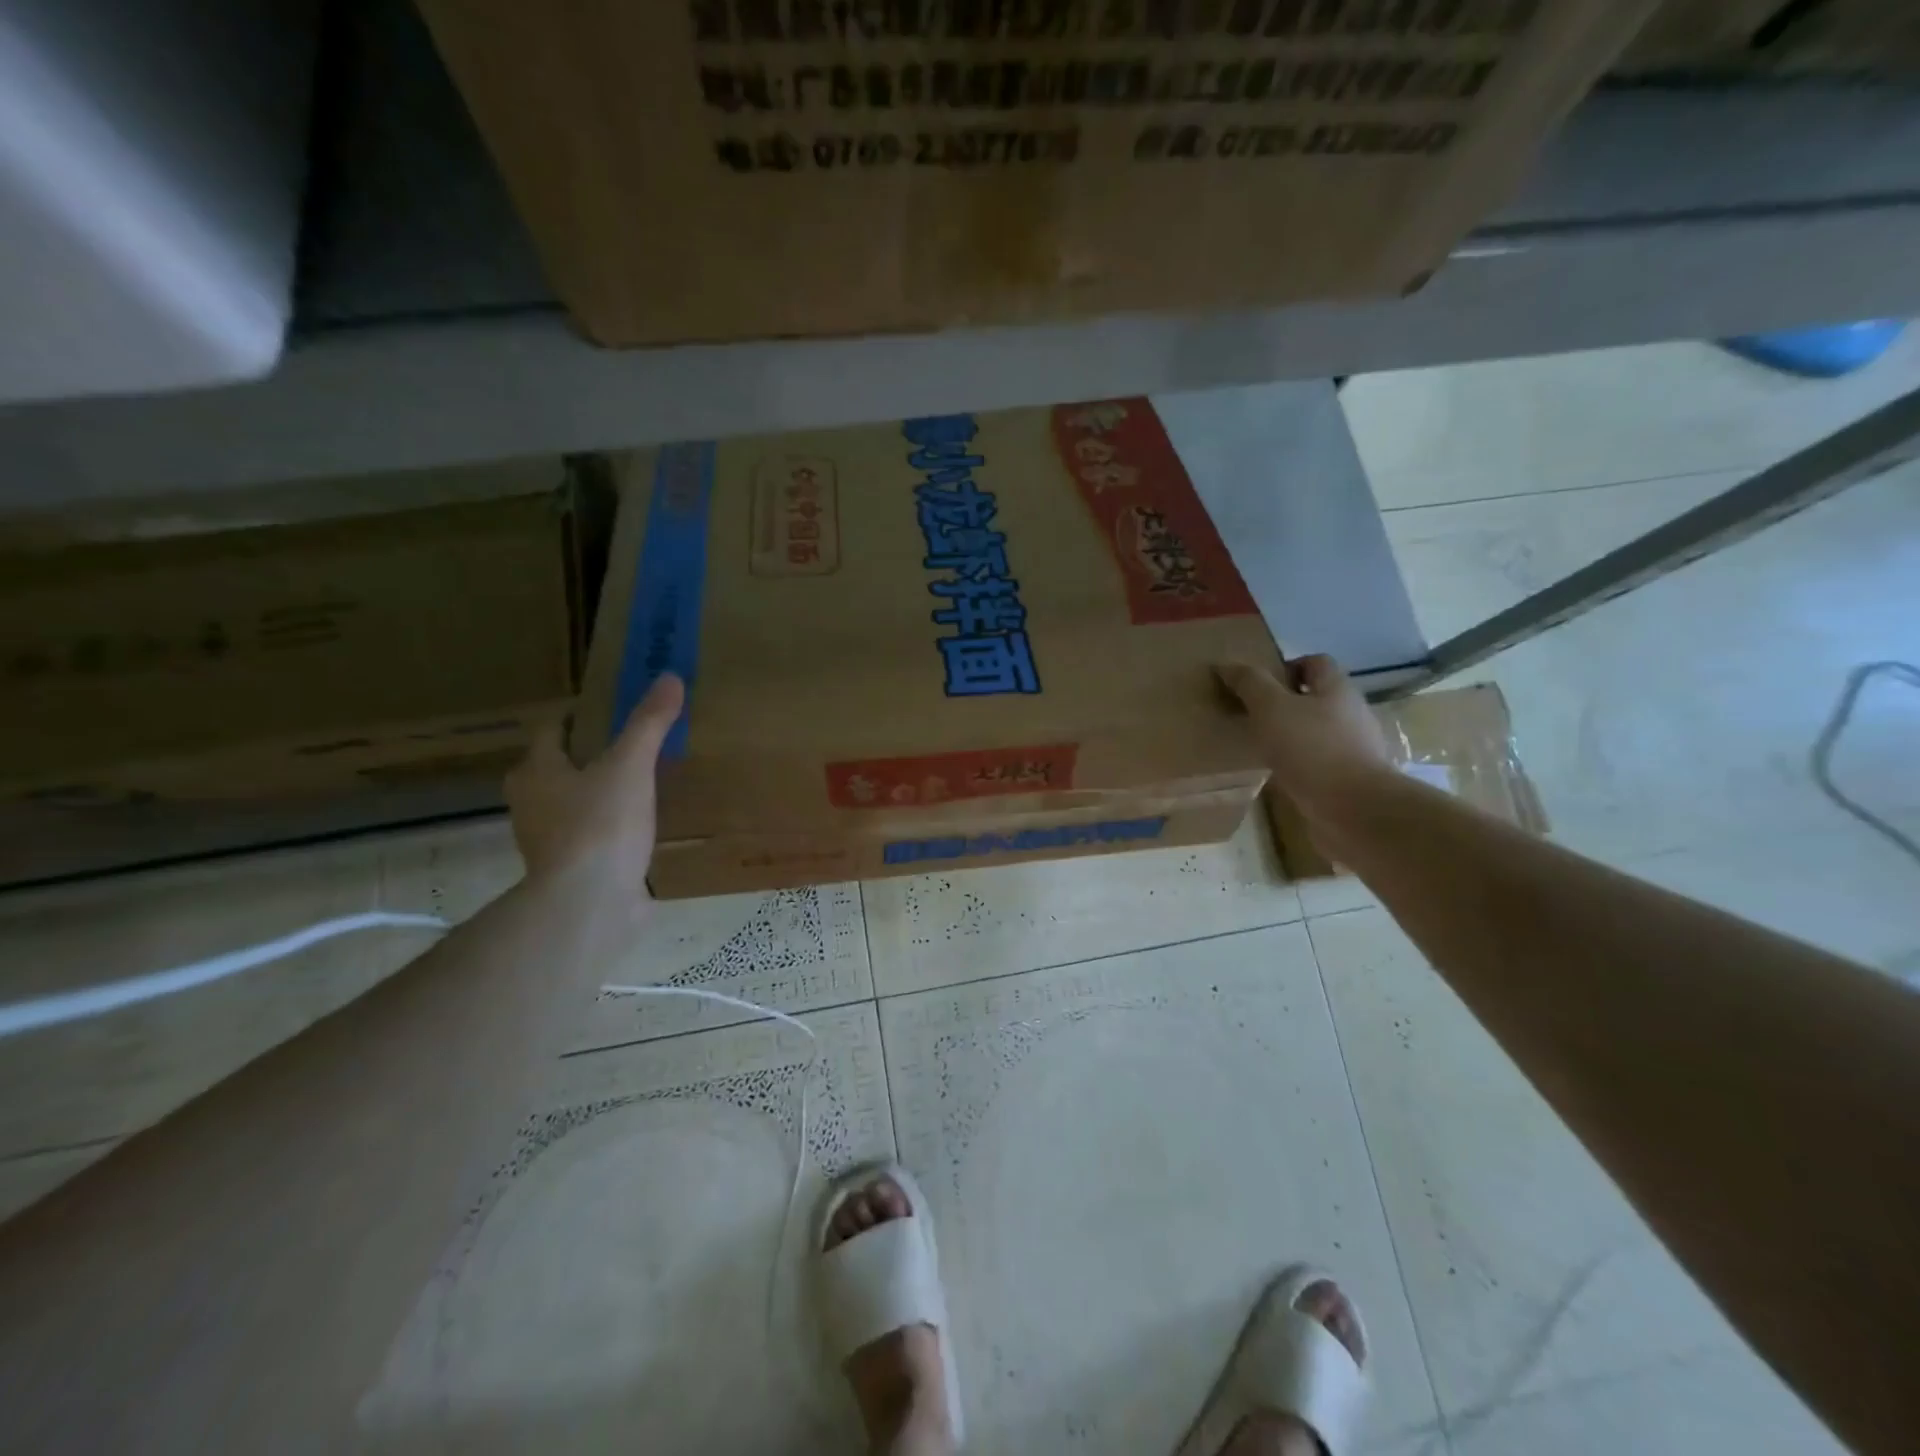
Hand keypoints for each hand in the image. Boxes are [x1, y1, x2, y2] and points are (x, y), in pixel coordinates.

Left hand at [503, 672, 684, 897]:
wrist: (589, 904)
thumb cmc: (600, 825)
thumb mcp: (631, 766)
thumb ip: (648, 723)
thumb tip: (669, 676)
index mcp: (536, 771)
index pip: (553, 729)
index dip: (581, 716)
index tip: (614, 709)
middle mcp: (532, 802)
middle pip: (559, 766)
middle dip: (591, 754)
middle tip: (632, 743)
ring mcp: (549, 840)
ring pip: (574, 802)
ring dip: (599, 791)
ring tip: (642, 781)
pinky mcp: (572, 868)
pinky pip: (592, 835)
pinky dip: (611, 825)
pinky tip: (642, 825)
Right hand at [1216, 655, 1392, 823]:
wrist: (1354, 809)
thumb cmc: (1311, 749)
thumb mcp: (1271, 708)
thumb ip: (1250, 684)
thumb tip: (1226, 665)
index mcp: (1337, 689)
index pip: (1315, 663)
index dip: (1286, 667)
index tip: (1258, 686)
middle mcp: (1351, 713)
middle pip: (1316, 697)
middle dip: (1285, 703)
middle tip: (1252, 716)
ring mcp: (1355, 747)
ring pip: (1317, 731)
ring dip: (1291, 735)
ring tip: (1261, 746)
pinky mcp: (1350, 778)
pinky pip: (1320, 761)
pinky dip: (1300, 763)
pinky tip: (1279, 774)